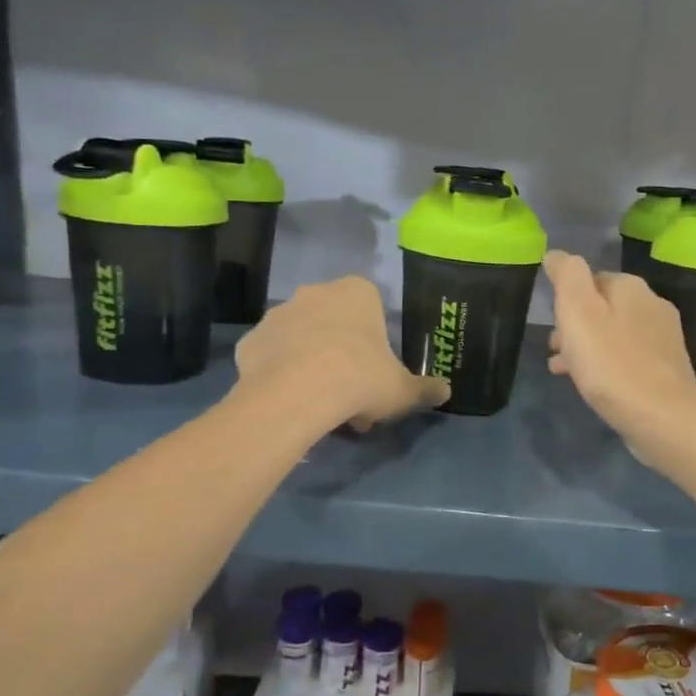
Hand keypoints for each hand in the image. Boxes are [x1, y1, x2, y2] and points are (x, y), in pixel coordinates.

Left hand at [236, 276, 448, 429]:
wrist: (296, 395)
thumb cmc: (359, 379)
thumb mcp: (402, 390)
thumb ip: (424, 388)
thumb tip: (446, 391)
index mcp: (357, 292)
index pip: (371, 306)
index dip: (375, 340)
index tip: (377, 370)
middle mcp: (315, 293)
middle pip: (333, 320)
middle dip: (342, 350)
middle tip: (351, 391)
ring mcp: (278, 314)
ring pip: (301, 336)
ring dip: (310, 360)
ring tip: (319, 402)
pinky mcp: (249, 340)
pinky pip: (270, 355)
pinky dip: (278, 372)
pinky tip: (288, 400)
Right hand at [544, 251, 695, 445]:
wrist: (661, 415)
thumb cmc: (611, 362)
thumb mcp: (578, 311)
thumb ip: (567, 276)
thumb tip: (556, 254)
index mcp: (630, 287)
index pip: (590, 279)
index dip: (566, 301)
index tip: (552, 325)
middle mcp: (652, 304)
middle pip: (603, 307)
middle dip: (576, 326)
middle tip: (555, 351)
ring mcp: (664, 337)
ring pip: (614, 333)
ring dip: (588, 347)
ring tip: (565, 372)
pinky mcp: (667, 367)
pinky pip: (628, 357)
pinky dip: (607, 364)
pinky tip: (596, 385)